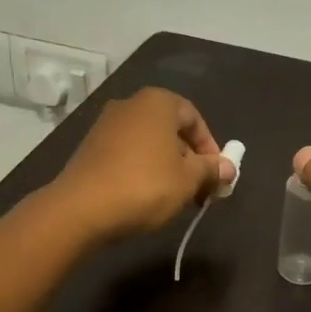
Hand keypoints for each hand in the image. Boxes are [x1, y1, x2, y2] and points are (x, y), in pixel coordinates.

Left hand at [50, 87, 232, 243]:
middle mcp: (130, 105)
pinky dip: (141, 170)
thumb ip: (211, 170)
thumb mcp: (188, 180)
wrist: (81, 208)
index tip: (217, 174)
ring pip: (148, 143)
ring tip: (174, 196)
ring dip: (166, 166)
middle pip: (170, 129)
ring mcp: (105, 125)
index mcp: (157, 102)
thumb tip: (229, 168)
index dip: (210, 146)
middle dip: (188, 158)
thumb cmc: (145, 186)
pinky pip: (127, 154)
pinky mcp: (89, 148)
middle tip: (198, 189)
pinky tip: (145, 196)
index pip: (194, 117)